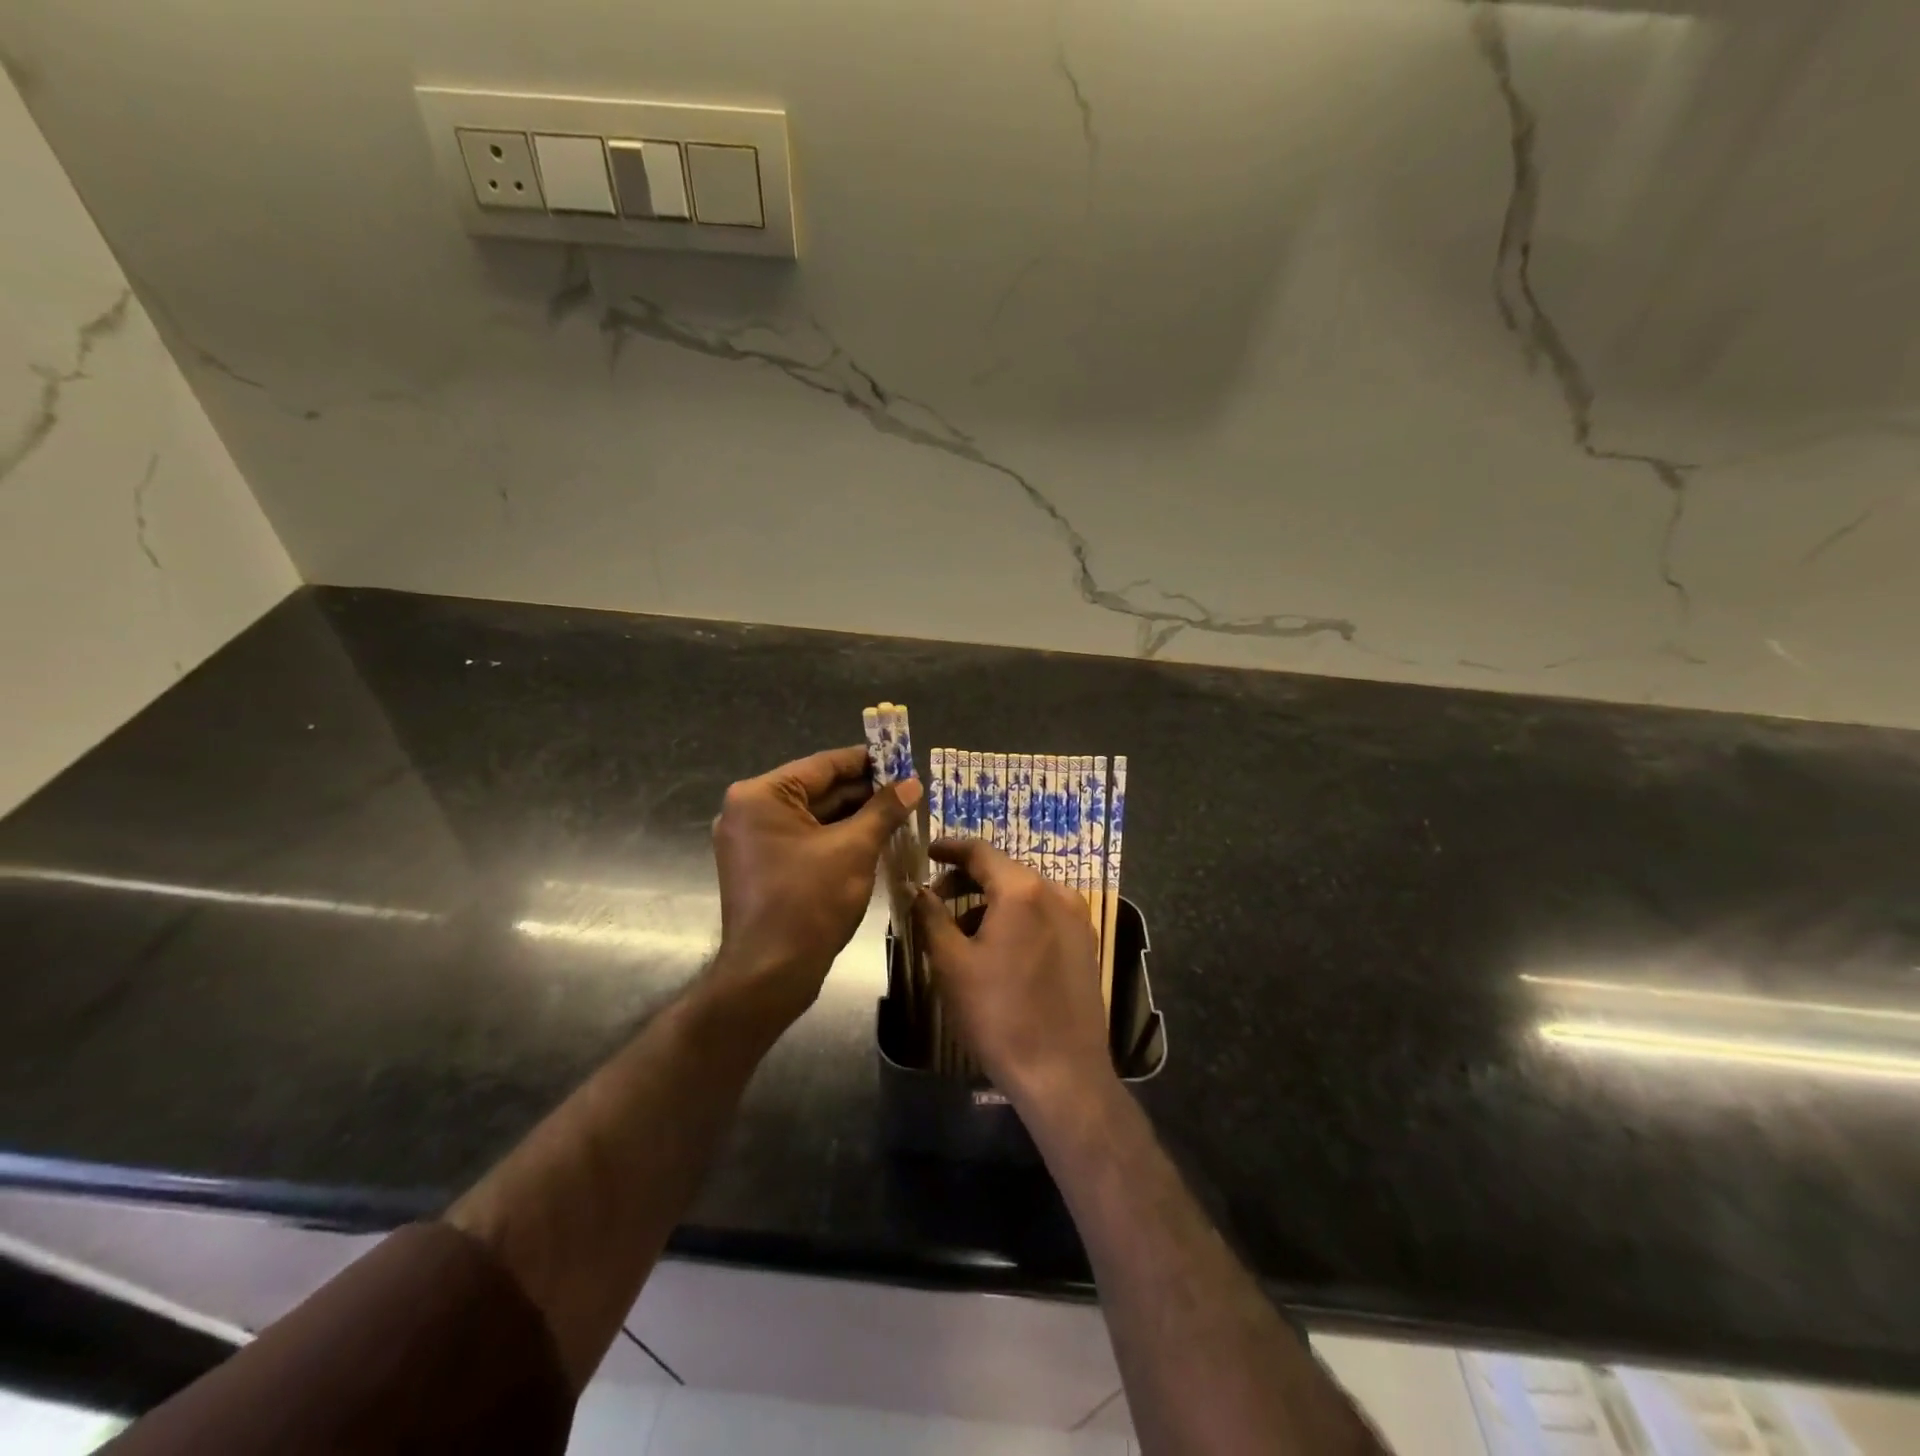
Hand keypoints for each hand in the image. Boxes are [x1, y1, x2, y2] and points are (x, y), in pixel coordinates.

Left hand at [709, 745, 921, 1031]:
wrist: (769, 975)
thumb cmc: (809, 902)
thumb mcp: (854, 849)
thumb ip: (884, 810)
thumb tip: (913, 783)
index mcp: (761, 796)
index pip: (823, 765)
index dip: (867, 761)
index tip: (903, 757)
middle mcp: (750, 811)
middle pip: (818, 790)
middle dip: (864, 791)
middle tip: (909, 789)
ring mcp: (753, 841)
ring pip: (815, 817)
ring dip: (855, 815)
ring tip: (901, 811)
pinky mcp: (763, 866)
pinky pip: (806, 839)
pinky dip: (838, 837)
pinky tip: (875, 837)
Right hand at [912, 839, 1114, 1107]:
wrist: (1061, 1072)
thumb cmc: (998, 1014)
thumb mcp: (951, 963)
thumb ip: (930, 916)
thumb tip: (915, 888)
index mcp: (1023, 890)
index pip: (980, 851)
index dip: (950, 848)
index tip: (927, 852)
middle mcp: (1056, 893)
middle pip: (1004, 871)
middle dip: (967, 879)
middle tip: (936, 897)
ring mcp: (1077, 918)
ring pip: (1025, 894)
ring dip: (990, 901)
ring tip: (961, 930)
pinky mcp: (1085, 943)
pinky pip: (1044, 914)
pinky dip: (1016, 917)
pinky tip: (997, 948)